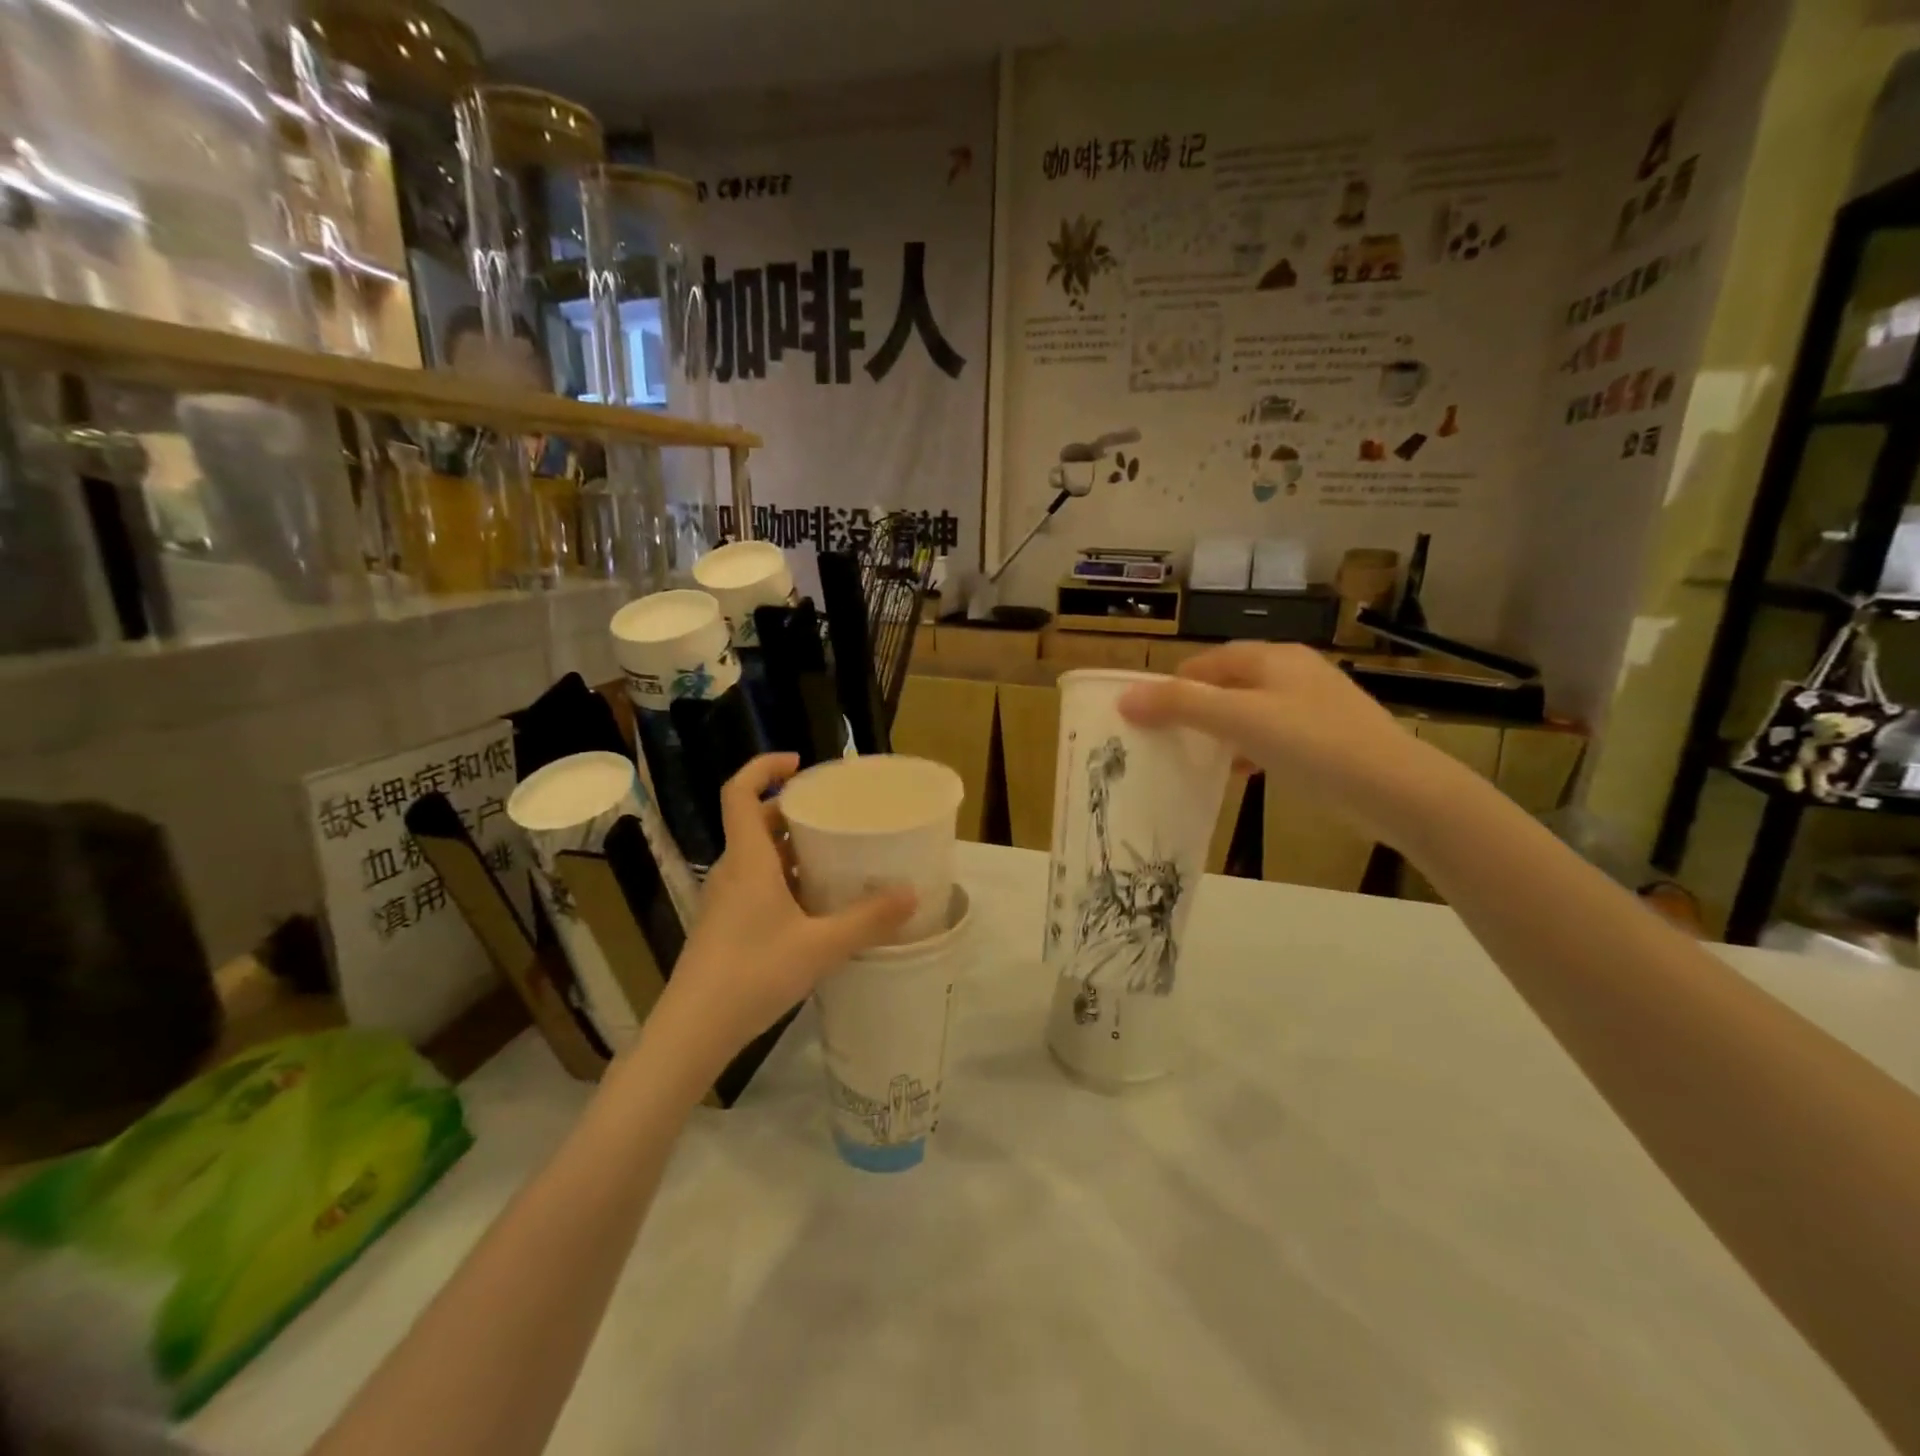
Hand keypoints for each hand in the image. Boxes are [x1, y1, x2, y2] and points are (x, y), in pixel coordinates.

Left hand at [641, 755, 914, 1077]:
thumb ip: (867, 919)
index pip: (739, 792)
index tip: (801, 765)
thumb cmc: (753, 974)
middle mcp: (732, 871)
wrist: (693, 1031)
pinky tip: (815, 905)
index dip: (763, 768)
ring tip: (834, 855)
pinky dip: (784, 879)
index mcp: (748, 859)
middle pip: (754, 821)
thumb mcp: (820, 946)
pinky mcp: (725, 925)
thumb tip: (912, 894)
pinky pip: (756, 884)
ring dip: (790, 847)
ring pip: (757, 856)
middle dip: (791, 810)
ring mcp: (725, 900)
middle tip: (834, 814)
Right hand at [1119, 643, 1450, 843]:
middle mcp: (1293, 671)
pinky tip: (1241, 774)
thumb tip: (1125, 698)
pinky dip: (1250, 749)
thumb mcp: (1239, 720)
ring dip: (1221, 733)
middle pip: (1227, 685)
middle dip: (1195, 711)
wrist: (1396, 789)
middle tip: (1167, 741)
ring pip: (1250, 712)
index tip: (1147, 719)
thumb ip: (1180, 706)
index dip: (1172, 686)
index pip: (1206, 662)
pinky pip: (1273, 735)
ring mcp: (1314, 704)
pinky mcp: (1328, 736)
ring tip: (1196, 760)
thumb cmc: (1312, 744)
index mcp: (1272, 657)